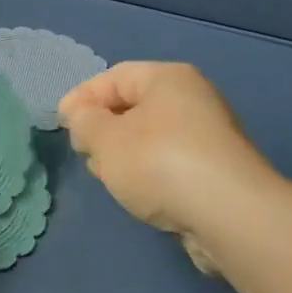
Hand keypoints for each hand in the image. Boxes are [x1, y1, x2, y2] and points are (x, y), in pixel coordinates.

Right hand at [57, 62, 276, 273]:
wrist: (230, 215)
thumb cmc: (159, 162)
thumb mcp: (105, 139)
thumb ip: (84, 123)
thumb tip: (84, 118)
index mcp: (168, 78)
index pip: (114, 77)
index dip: (82, 98)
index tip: (61, 124)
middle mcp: (194, 99)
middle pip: (135, 106)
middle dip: (104, 128)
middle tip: (85, 152)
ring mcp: (211, 136)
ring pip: (152, 137)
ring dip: (125, 154)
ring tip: (108, 178)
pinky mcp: (219, 171)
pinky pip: (172, 163)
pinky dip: (150, 173)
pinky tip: (139, 195)